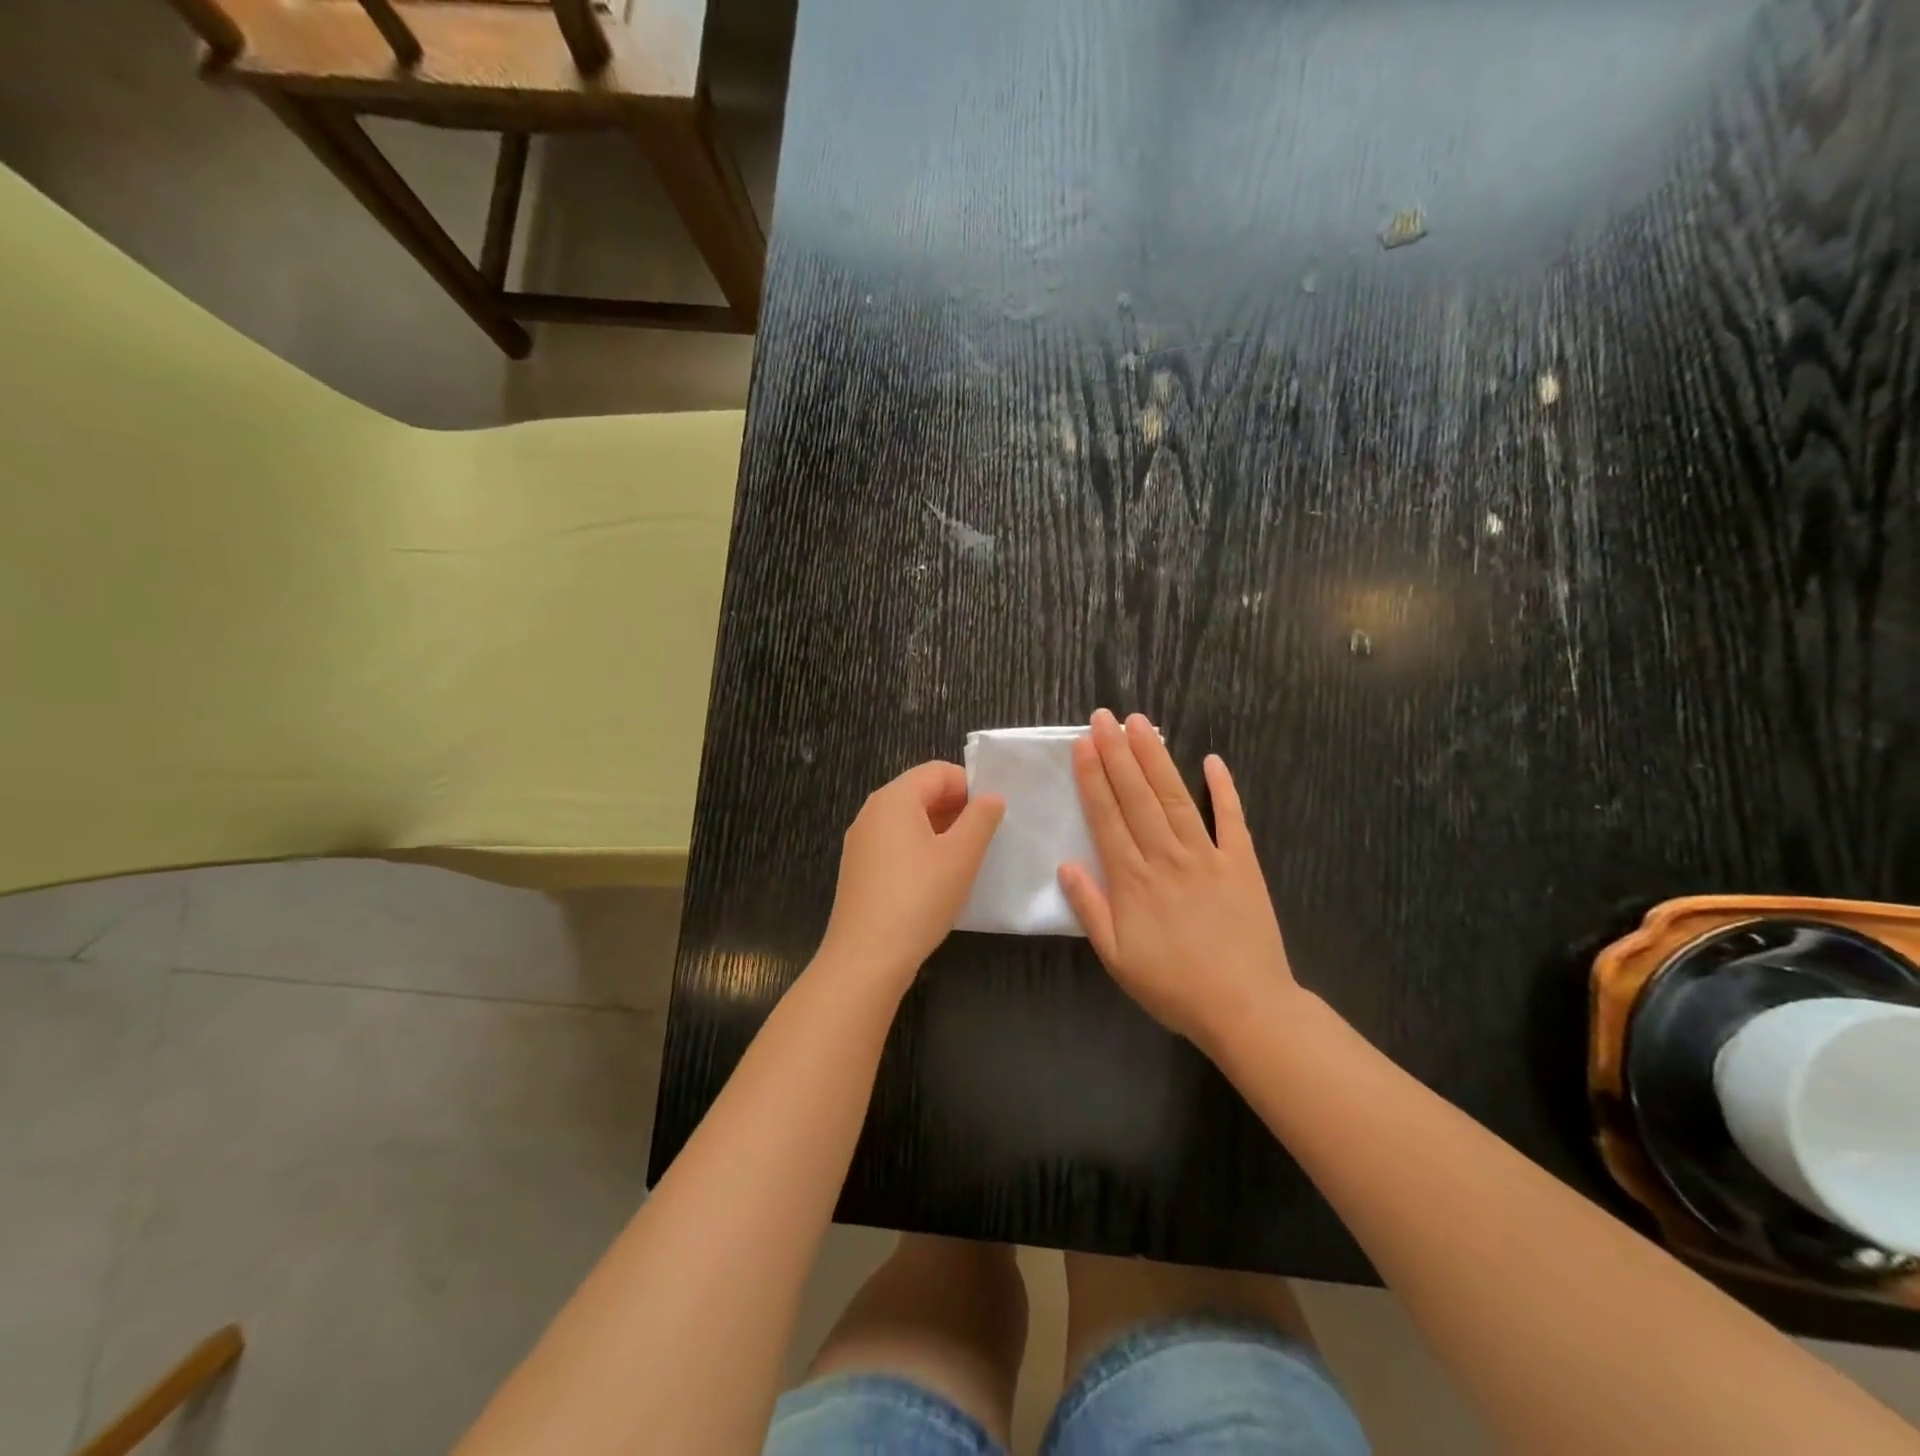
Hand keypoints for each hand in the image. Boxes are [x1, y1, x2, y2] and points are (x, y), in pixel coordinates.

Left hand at [818, 761, 1005, 990]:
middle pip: (920, 792)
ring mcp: (861, 842)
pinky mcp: (859, 869)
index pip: (938, 771)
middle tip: (986, 835)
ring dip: (940, 829)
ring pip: (908, 820)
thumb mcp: (961, 856)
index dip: (970, 785)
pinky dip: (920, 848)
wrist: (866, 957)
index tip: (994, 812)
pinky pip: (895, 843)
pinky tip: (938, 878)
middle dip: (956, 807)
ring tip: (967, 857)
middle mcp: (872, 812)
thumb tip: (991, 797)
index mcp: (894, 799)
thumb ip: (981, 819)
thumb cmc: (919, 898)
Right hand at [1059, 709, 1301, 1053]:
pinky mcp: (1242, 864)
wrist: (1245, 1008)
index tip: (1084, 744)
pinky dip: (1223, 789)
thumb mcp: (1117, 958)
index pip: (1107, 818)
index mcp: (1133, 881)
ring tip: (1141, 724)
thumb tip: (1065, 864)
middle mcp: (1166, 858)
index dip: (1094, 778)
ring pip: (1176, 798)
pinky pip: (1232, 820)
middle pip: (1137, 797)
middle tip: (1105, 717)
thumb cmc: (1173, 986)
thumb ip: (1090, 909)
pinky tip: (1212, 760)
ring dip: (1156, 759)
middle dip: (1118, 754)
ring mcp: (1208, 857)